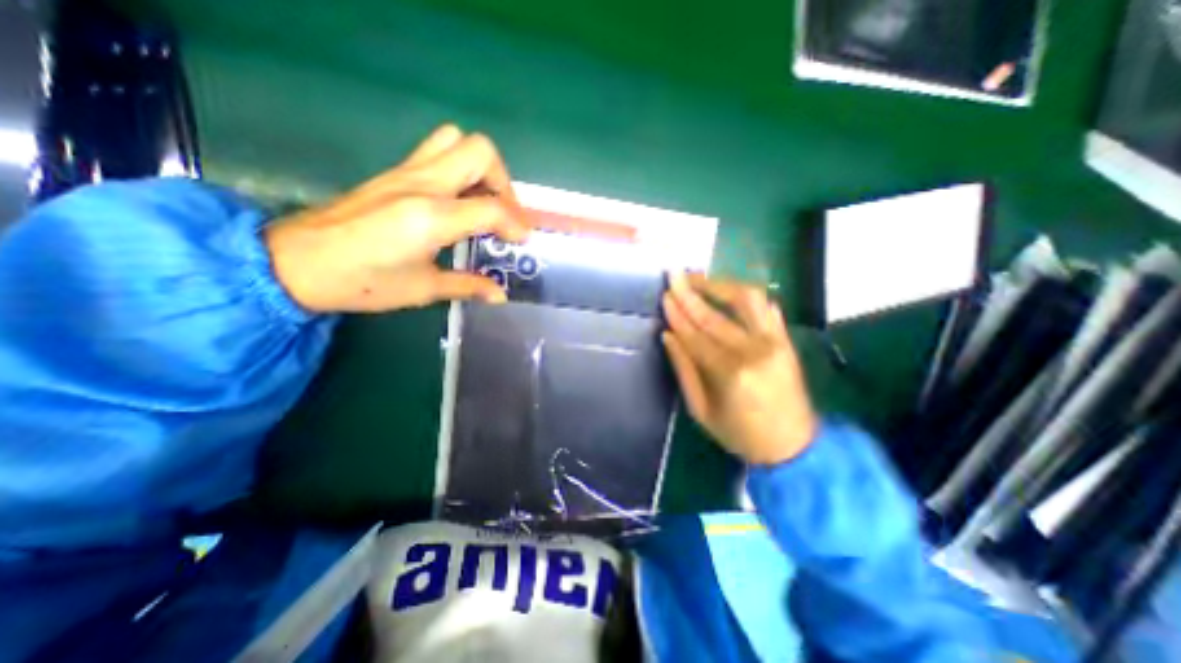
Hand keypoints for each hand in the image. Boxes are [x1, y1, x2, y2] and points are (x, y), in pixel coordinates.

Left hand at [267, 124, 531, 312]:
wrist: (296, 261)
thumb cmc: (362, 282)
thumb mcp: (423, 289)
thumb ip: (467, 286)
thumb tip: (500, 295)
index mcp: (431, 218)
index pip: (492, 208)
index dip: (516, 224)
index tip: (522, 240)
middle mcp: (423, 185)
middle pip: (480, 152)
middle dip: (504, 182)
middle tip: (505, 213)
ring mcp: (406, 172)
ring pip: (457, 141)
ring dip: (481, 168)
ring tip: (484, 202)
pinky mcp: (394, 172)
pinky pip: (437, 151)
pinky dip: (460, 168)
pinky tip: (458, 201)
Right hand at [661, 275, 817, 466]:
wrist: (793, 447)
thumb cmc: (740, 434)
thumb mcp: (701, 411)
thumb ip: (684, 370)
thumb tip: (668, 336)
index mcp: (729, 373)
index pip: (695, 335)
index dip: (677, 314)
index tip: (664, 295)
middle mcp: (753, 351)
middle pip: (714, 315)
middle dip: (690, 292)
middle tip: (674, 275)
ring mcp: (774, 342)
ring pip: (746, 299)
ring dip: (720, 284)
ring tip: (699, 278)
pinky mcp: (786, 340)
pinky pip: (766, 307)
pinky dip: (745, 295)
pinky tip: (727, 289)